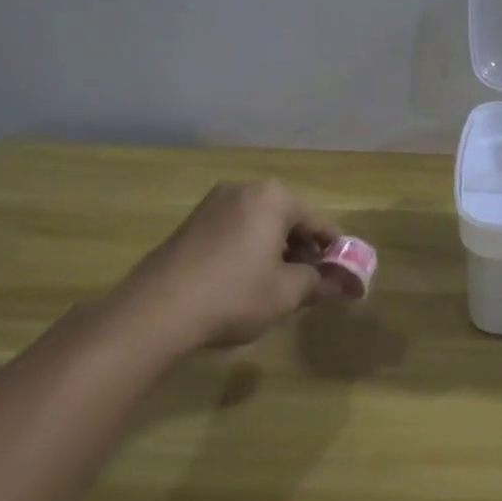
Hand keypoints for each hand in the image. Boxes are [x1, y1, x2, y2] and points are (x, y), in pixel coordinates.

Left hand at [123, 181, 348, 348]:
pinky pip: (236, 230)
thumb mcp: (286, 293)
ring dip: (276, 250)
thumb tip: (343, 284)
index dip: (335, 251)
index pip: (319, 221)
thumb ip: (318, 283)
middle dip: (304, 250)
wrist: (157, 311)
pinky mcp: (192, 223)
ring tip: (281, 286)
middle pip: (289, 218)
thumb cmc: (234, 295)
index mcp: (274, 197)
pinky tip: (247, 282)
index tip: (345, 276)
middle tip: (313, 284)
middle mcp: (245, 189)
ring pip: (261, 224)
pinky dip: (250, 250)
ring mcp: (214, 203)